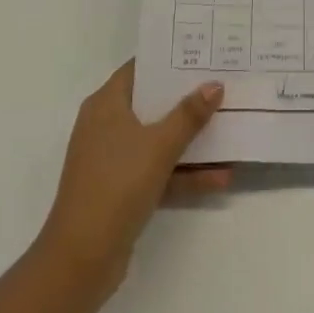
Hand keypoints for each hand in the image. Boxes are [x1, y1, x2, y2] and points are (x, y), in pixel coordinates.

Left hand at [35, 60, 229, 306]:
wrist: (81, 258)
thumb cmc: (116, 185)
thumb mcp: (158, 145)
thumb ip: (188, 115)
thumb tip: (214, 84)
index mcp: (106, 105)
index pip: (139, 69)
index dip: (169, 60)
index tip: (203, 54)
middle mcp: (106, 126)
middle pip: (152, 104)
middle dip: (188, 99)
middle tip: (224, 85)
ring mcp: (113, 160)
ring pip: (158, 140)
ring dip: (192, 140)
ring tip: (231, 128)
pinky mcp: (122, 190)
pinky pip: (159, 171)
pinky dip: (185, 173)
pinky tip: (222, 177)